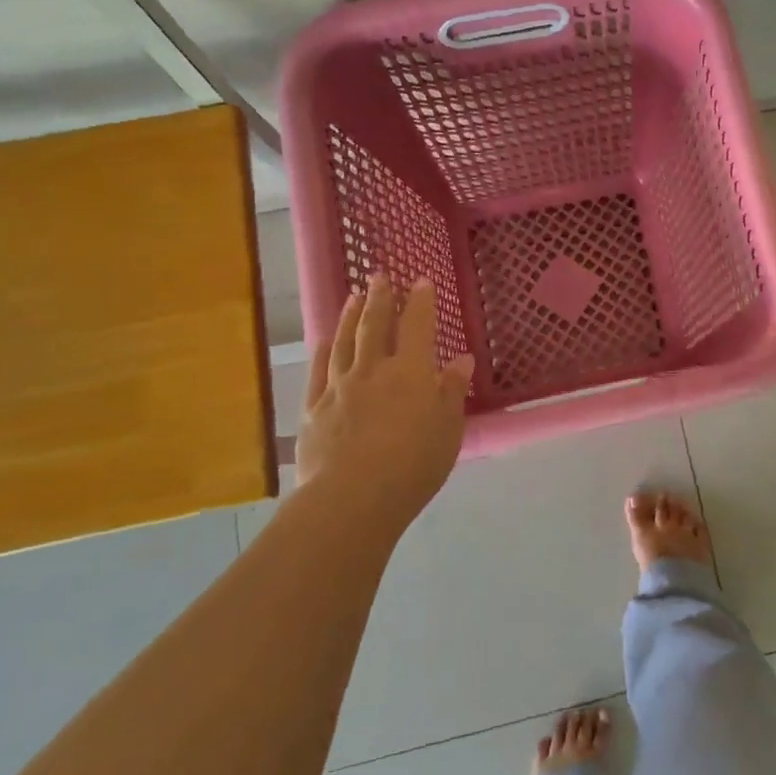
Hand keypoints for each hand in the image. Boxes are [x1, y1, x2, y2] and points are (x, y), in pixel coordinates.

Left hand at [293, 274, 474, 538]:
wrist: (352, 498)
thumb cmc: (413, 466)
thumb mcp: (448, 430)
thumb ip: (451, 392)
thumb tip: (461, 360)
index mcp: (412, 372)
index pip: (418, 326)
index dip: (421, 302)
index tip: (421, 281)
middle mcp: (374, 370)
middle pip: (376, 326)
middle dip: (381, 298)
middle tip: (379, 276)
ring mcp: (339, 387)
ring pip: (344, 342)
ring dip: (350, 316)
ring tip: (353, 296)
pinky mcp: (314, 409)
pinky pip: (319, 372)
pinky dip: (323, 352)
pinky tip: (324, 342)